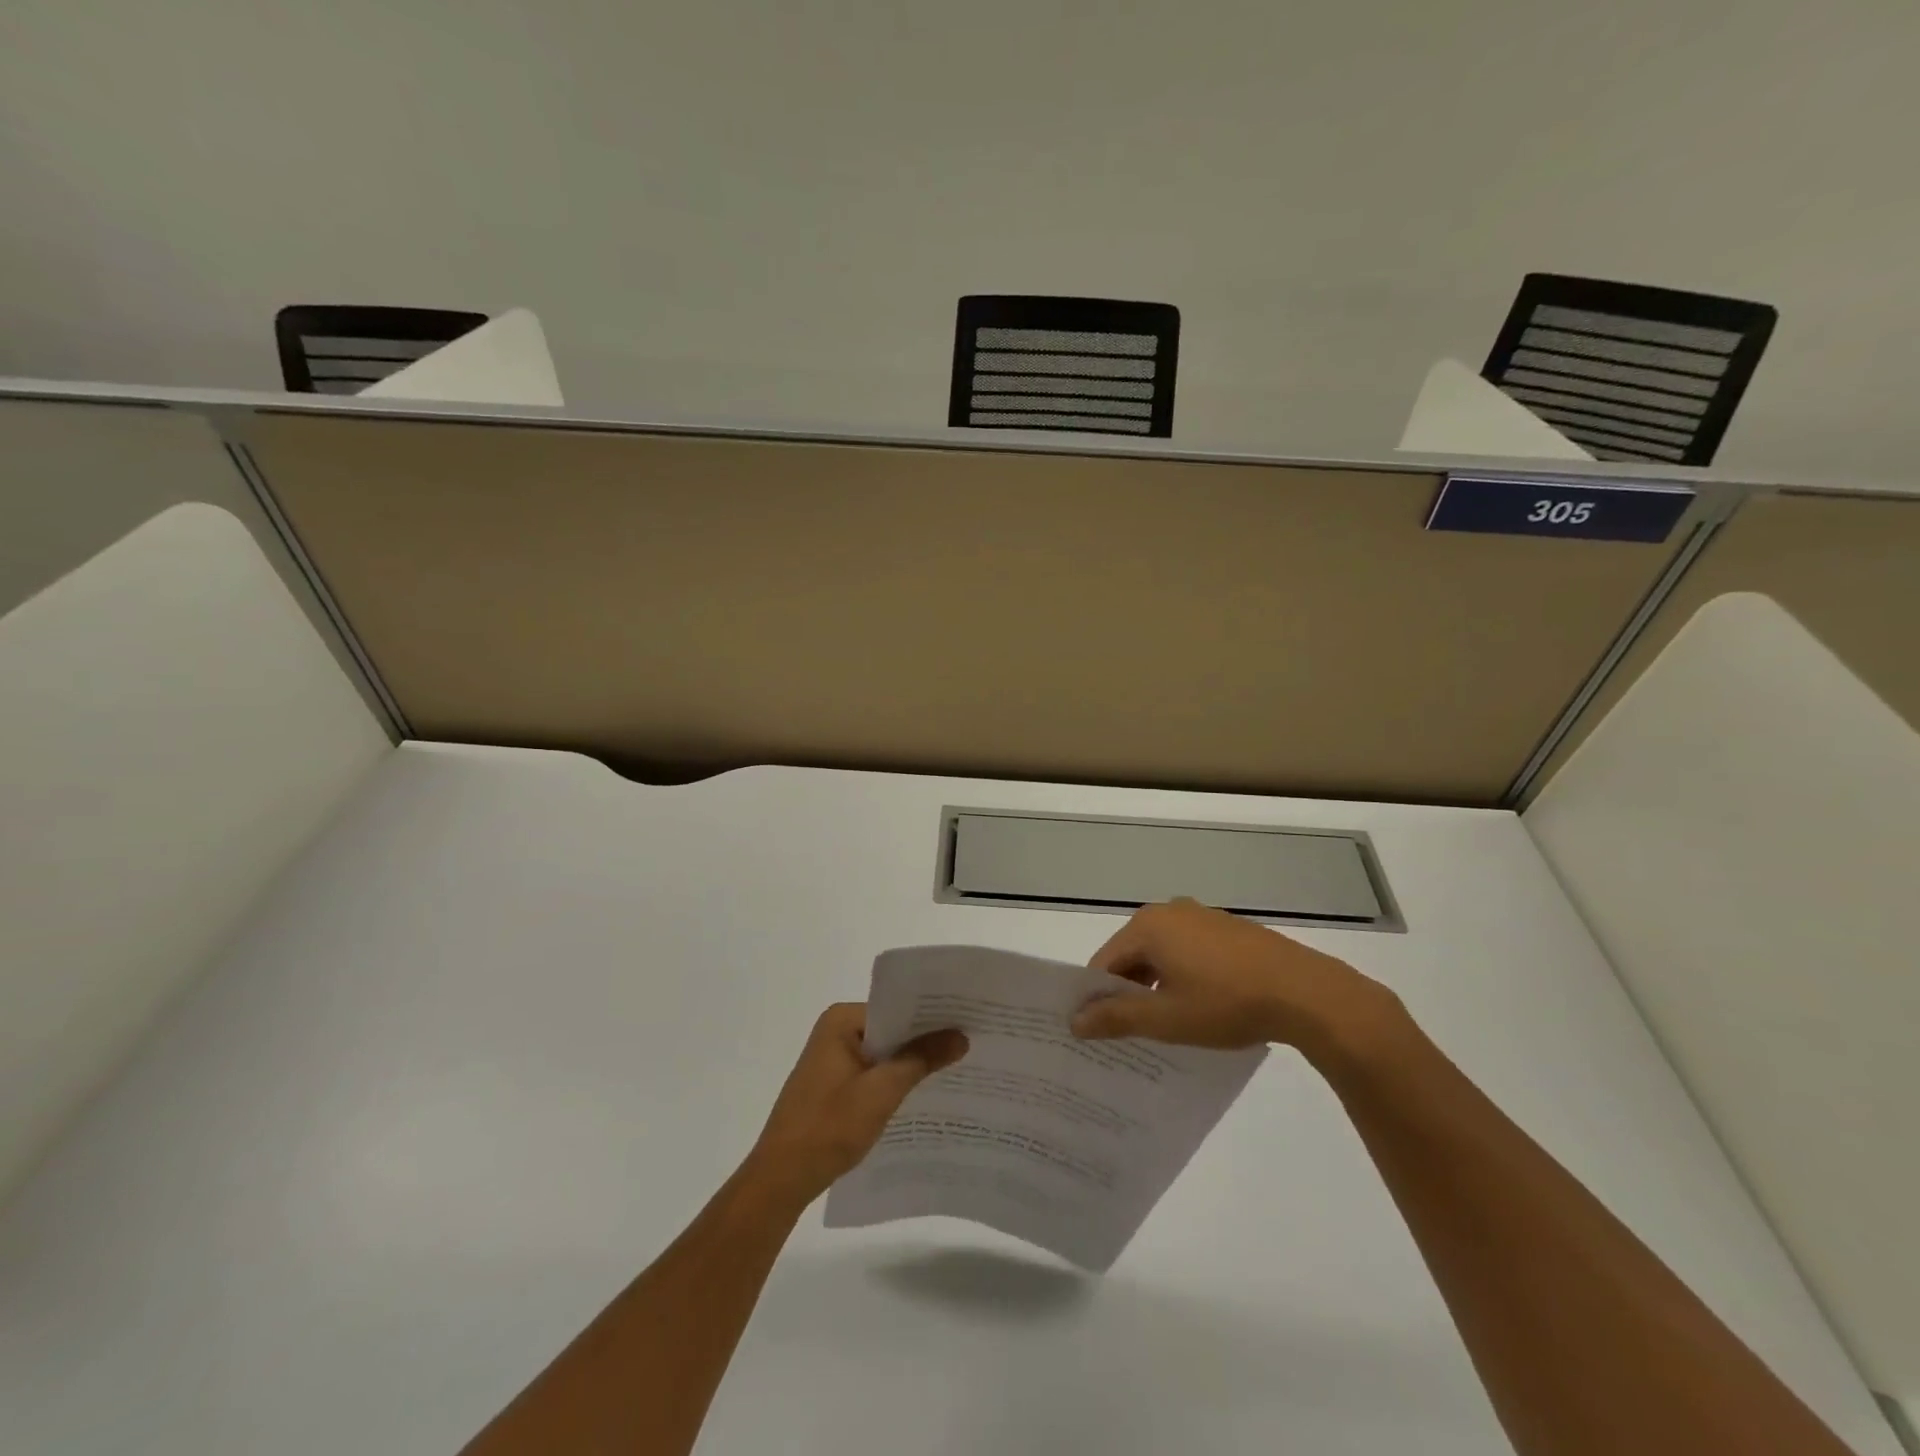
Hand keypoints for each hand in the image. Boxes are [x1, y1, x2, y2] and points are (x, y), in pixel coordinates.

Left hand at [743, 1003, 967, 1208]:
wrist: (781, 1179)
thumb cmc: (829, 1127)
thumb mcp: (882, 1092)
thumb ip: (921, 1059)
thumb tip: (961, 1035)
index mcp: (842, 1020)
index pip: (896, 1007)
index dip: (932, 1015)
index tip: (968, 1020)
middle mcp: (836, 1030)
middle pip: (892, 1029)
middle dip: (926, 1040)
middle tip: (971, 1042)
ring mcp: (833, 1058)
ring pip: (885, 1053)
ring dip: (912, 1063)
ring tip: (958, 1067)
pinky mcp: (834, 1084)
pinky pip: (874, 1072)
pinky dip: (896, 1081)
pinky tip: (924, 1094)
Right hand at [1071, 899, 1402, 1056]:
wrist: (1306, 993)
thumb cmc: (1226, 1003)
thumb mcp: (1166, 1018)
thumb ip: (1116, 1017)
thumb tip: (1074, 1021)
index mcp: (1147, 926)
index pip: (1104, 962)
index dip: (1096, 997)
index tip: (1096, 1031)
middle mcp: (1170, 912)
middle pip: (1132, 955)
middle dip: (1127, 992)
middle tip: (1128, 1034)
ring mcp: (1202, 918)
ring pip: (1162, 955)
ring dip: (1157, 987)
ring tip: (1164, 1027)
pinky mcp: (1228, 930)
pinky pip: (1190, 953)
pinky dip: (1183, 977)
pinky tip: (1199, 1008)